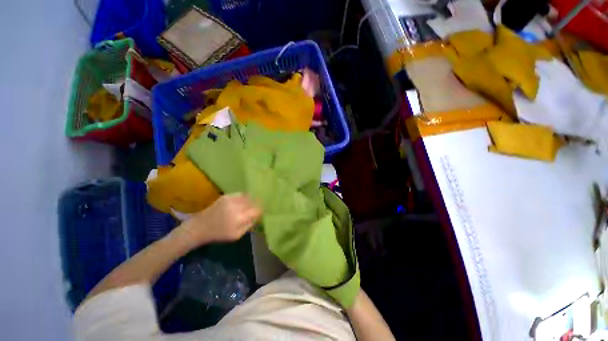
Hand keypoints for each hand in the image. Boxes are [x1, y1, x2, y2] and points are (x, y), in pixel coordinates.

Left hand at [176, 193, 261, 248]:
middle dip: (256, 204)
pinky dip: (244, 197)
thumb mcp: (236, 235)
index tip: (260, 212)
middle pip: (254, 201)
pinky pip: (240, 194)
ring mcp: (231, 199)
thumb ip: (249, 225)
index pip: (257, 210)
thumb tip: (258, 216)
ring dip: (251, 200)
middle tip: (256, 208)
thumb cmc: (219, 234)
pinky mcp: (226, 196)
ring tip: (250, 204)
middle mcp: (236, 206)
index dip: (260, 210)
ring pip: (248, 196)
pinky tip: (242, 202)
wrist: (200, 227)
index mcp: (239, 218)